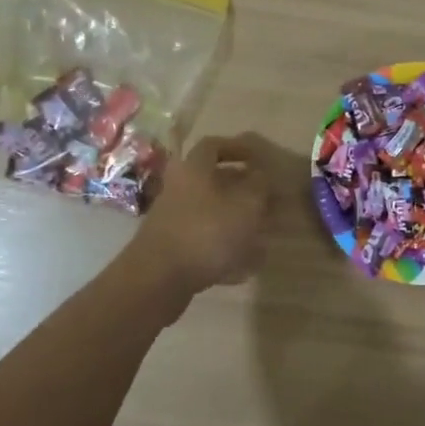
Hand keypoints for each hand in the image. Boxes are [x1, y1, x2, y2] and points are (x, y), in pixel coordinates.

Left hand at [132, 135, 270, 293]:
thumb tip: (261, 175)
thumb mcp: (246, 205)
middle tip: (266, 198)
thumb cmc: (207, 232)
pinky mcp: (171, 248)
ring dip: (235, 219)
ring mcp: (172, 219)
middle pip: (212, 181)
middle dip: (241, 189)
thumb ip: (259, 186)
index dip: (238, 148)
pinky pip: (203, 240)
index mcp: (194, 169)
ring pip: (210, 212)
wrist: (158, 279)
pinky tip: (245, 265)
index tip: (259, 159)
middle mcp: (179, 189)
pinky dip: (224, 247)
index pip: (214, 146)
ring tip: (262, 233)